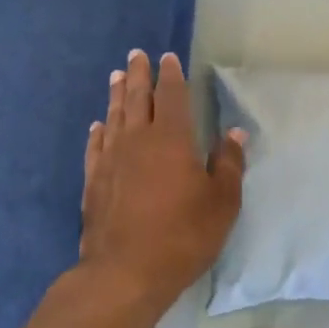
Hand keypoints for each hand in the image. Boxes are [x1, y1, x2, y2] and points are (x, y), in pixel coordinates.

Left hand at [80, 49, 246, 311]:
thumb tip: (234, 132)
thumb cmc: (183, 235)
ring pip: (114, 116)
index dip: (170, 75)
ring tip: (116, 76)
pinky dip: (98, 131)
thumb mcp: (222, 203)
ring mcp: (111, 159)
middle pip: (137, 98)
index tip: (167, 58)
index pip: (171, 96)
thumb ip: (229, 164)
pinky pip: (96, 146)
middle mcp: (138, 139)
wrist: (125, 272)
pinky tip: (98, 125)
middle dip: (138, 74)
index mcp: (172, 139)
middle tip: (136, 55)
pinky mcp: (94, 181)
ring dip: (116, 95)